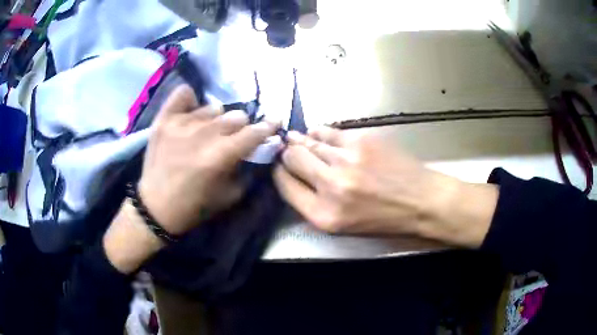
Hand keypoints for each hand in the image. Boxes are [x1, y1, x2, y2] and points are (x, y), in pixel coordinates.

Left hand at [104, 85, 277, 273]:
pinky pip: (183, 94)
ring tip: (207, 132)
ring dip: (216, 120)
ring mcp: (180, 123)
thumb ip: (247, 169)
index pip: (253, 132)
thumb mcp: (230, 196)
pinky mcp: (163, 120)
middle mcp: (202, 134)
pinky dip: (190, 101)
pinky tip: (191, 112)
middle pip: (236, 116)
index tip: (274, 122)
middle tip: (233, 138)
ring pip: (213, 108)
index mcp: (220, 156)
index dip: (268, 126)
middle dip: (241, 127)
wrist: (155, 207)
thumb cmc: (194, 206)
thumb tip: (258, 148)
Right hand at [274, 127, 497, 247]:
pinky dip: (319, 132)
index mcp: (324, 215)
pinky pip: (328, 131)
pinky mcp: (361, 141)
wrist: (421, 201)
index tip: (279, 166)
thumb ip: (313, 203)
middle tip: (287, 149)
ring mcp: (347, 160)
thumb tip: (293, 176)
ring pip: (308, 142)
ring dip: (300, 140)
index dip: (279, 173)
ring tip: (296, 138)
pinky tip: (317, 133)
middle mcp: (331, 187)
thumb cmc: (384, 219)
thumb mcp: (342, 225)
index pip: (284, 185)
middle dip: (287, 154)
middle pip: (292, 159)